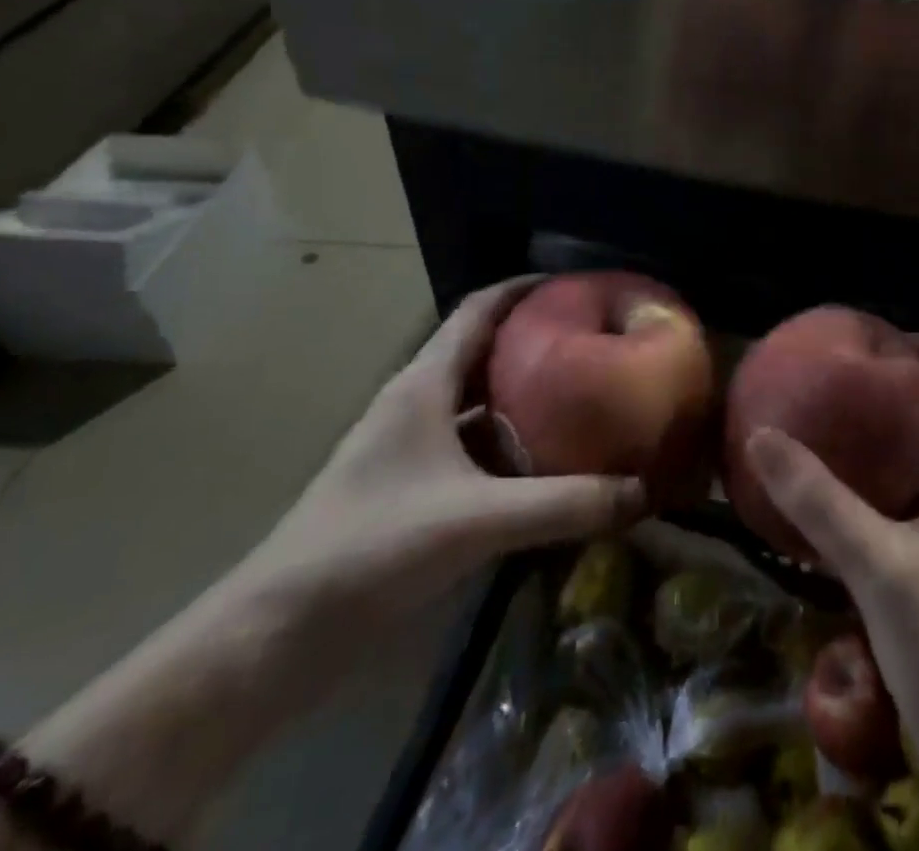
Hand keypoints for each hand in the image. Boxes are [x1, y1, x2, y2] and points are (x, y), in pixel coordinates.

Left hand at [238, 276, 645, 631]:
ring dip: (524, 392)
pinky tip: (545, 462)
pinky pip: (472, 445)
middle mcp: (418, 402)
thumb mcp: (478, 520)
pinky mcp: (411, 487)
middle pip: (484, 349)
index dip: (526, 287)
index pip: (479, 309)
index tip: (578, 284)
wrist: (276, 634)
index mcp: (425, 384)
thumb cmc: (372, 548)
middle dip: (537, 339)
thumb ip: (564, 505)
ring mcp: (411, 446)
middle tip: (595, 341)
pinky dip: (509, 443)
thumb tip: (642, 491)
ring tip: (582, 393)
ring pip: (479, 400)